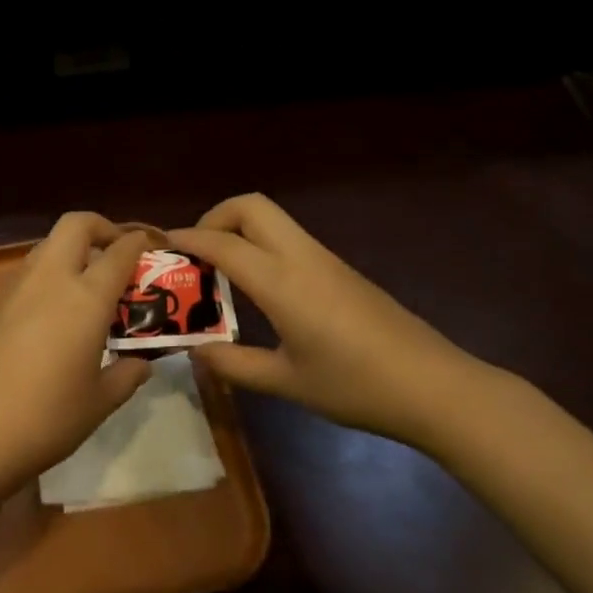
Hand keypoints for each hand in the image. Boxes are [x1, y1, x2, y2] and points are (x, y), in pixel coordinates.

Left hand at [0, 213, 153, 496]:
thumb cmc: (45, 419)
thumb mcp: (99, 402)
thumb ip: (127, 375)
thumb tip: (141, 362)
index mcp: (85, 298)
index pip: (119, 251)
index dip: (140, 243)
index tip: (155, 248)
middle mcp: (50, 280)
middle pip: (76, 224)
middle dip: (103, 228)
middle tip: (119, 254)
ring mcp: (17, 289)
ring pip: (49, 245)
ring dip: (74, 251)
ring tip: (92, 286)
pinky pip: (31, 272)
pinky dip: (52, 275)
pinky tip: (60, 314)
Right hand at [168, 194, 501, 449]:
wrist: (432, 386)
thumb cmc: (355, 386)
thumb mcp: (286, 382)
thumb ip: (234, 364)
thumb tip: (195, 351)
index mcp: (281, 282)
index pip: (222, 243)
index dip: (186, 240)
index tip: (159, 247)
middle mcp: (301, 257)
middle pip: (250, 206)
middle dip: (213, 218)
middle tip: (196, 256)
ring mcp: (324, 259)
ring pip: (271, 219)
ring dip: (238, 231)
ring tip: (218, 273)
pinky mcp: (340, 270)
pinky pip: (289, 240)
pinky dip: (260, 246)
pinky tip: (257, 289)